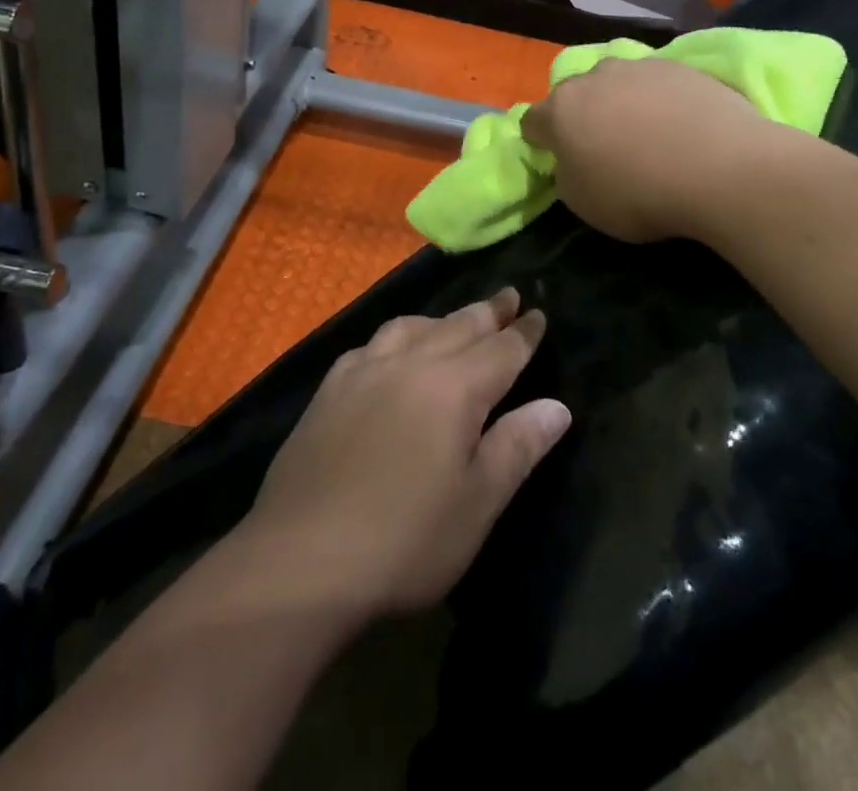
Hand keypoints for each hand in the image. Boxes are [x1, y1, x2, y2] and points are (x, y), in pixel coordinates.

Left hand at [239, 289, 570, 617]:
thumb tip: (557, 407)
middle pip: (458, 326)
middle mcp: (411, 363)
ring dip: (442, 319)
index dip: (523, 333)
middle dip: (488, 312)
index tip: (539, 314)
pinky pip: (373, 344)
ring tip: (456, 321)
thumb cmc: (404, 540)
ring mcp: (364, 371)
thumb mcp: (476, 504)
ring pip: (413, 326)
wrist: (300, 561)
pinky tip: (392, 352)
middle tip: (508, 297)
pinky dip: (397, 336)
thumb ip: (518, 447)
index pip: (501, 349)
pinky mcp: (329, 389)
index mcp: (454, 387)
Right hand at [522, 57, 771, 243]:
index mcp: (561, 109)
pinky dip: (661, 101)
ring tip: (648, 135)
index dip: (540, 142)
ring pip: (618, 84)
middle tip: (604, 148)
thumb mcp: (583, 203)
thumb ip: (566, 175)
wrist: (723, 168)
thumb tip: (572, 160)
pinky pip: (658, 85)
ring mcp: (641, 67)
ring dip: (622, 104)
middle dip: (583, 117)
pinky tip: (682, 127)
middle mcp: (595, 76)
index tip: (556, 160)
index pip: (532, 122)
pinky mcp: (682, 66)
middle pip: (576, 95)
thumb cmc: (640, 193)